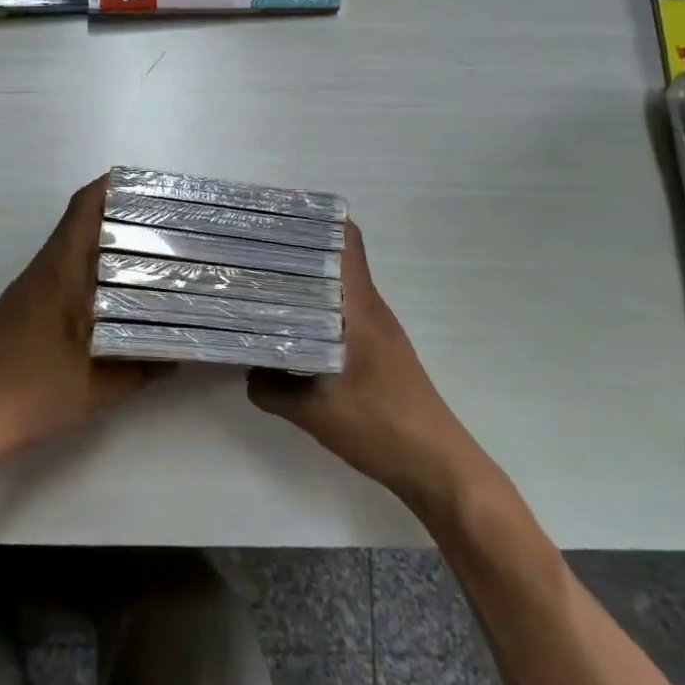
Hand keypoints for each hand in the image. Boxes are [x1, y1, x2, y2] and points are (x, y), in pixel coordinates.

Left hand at [0, 174, 159, 457]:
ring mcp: (28, 290)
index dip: (113, 186)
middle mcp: (42, 270)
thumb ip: (143, 367)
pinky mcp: (22, 310)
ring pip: (71, 249)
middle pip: (80, 223)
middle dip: (120, 216)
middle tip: (164, 223)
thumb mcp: (100, 386)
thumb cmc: (33, 391)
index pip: (83, 208)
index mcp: (59, 271)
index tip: (149, 185)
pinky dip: (90, 271)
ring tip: (149, 255)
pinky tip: (113, 297)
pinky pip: (62, 273)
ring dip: (105, 244)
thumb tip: (181, 351)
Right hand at [248, 220, 463, 506]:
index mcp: (360, 307)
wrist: (438, 468)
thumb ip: (272, 390)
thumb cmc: (381, 427)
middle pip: (334, 260)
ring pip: (336, 289)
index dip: (314, 220)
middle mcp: (370, 308)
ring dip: (304, 282)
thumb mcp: (315, 413)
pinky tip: (288, 329)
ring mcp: (377, 330)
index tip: (276, 216)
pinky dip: (315, 310)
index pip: (346, 241)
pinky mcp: (378, 351)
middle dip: (295, 250)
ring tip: (260, 283)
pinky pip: (342, 314)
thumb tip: (246, 371)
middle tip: (251, 250)